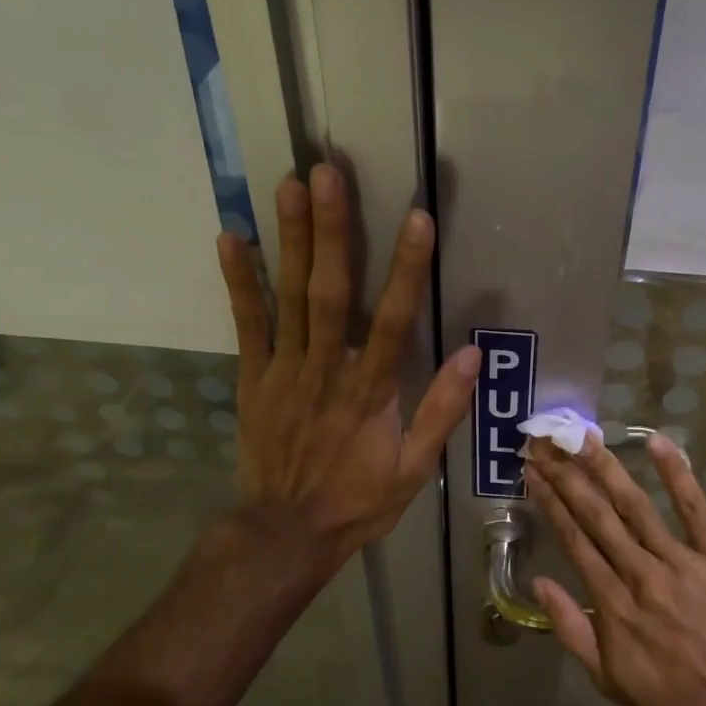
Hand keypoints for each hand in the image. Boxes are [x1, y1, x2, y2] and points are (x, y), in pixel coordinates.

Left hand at [216, 162, 479, 570]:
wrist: (287, 531)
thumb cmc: (358, 500)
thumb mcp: (415, 468)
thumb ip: (442, 411)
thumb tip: (473, 357)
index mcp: (372, 392)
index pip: (395, 321)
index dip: (408, 269)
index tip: (417, 219)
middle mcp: (327, 370)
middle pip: (332, 293)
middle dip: (334, 231)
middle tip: (328, 174)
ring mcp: (285, 371)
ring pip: (290, 297)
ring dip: (292, 240)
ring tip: (290, 185)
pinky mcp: (254, 378)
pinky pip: (247, 324)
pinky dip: (240, 281)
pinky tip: (232, 238)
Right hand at [524, 432, 705, 705]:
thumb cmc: (674, 704)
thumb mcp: (610, 682)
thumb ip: (574, 630)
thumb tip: (542, 583)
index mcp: (614, 605)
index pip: (574, 542)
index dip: (551, 504)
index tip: (534, 474)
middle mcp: (641, 574)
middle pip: (598, 516)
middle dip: (569, 477)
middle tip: (547, 444)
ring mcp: (682, 561)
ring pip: (637, 506)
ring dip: (608, 468)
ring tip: (585, 437)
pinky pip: (696, 509)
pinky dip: (678, 475)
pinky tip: (659, 443)